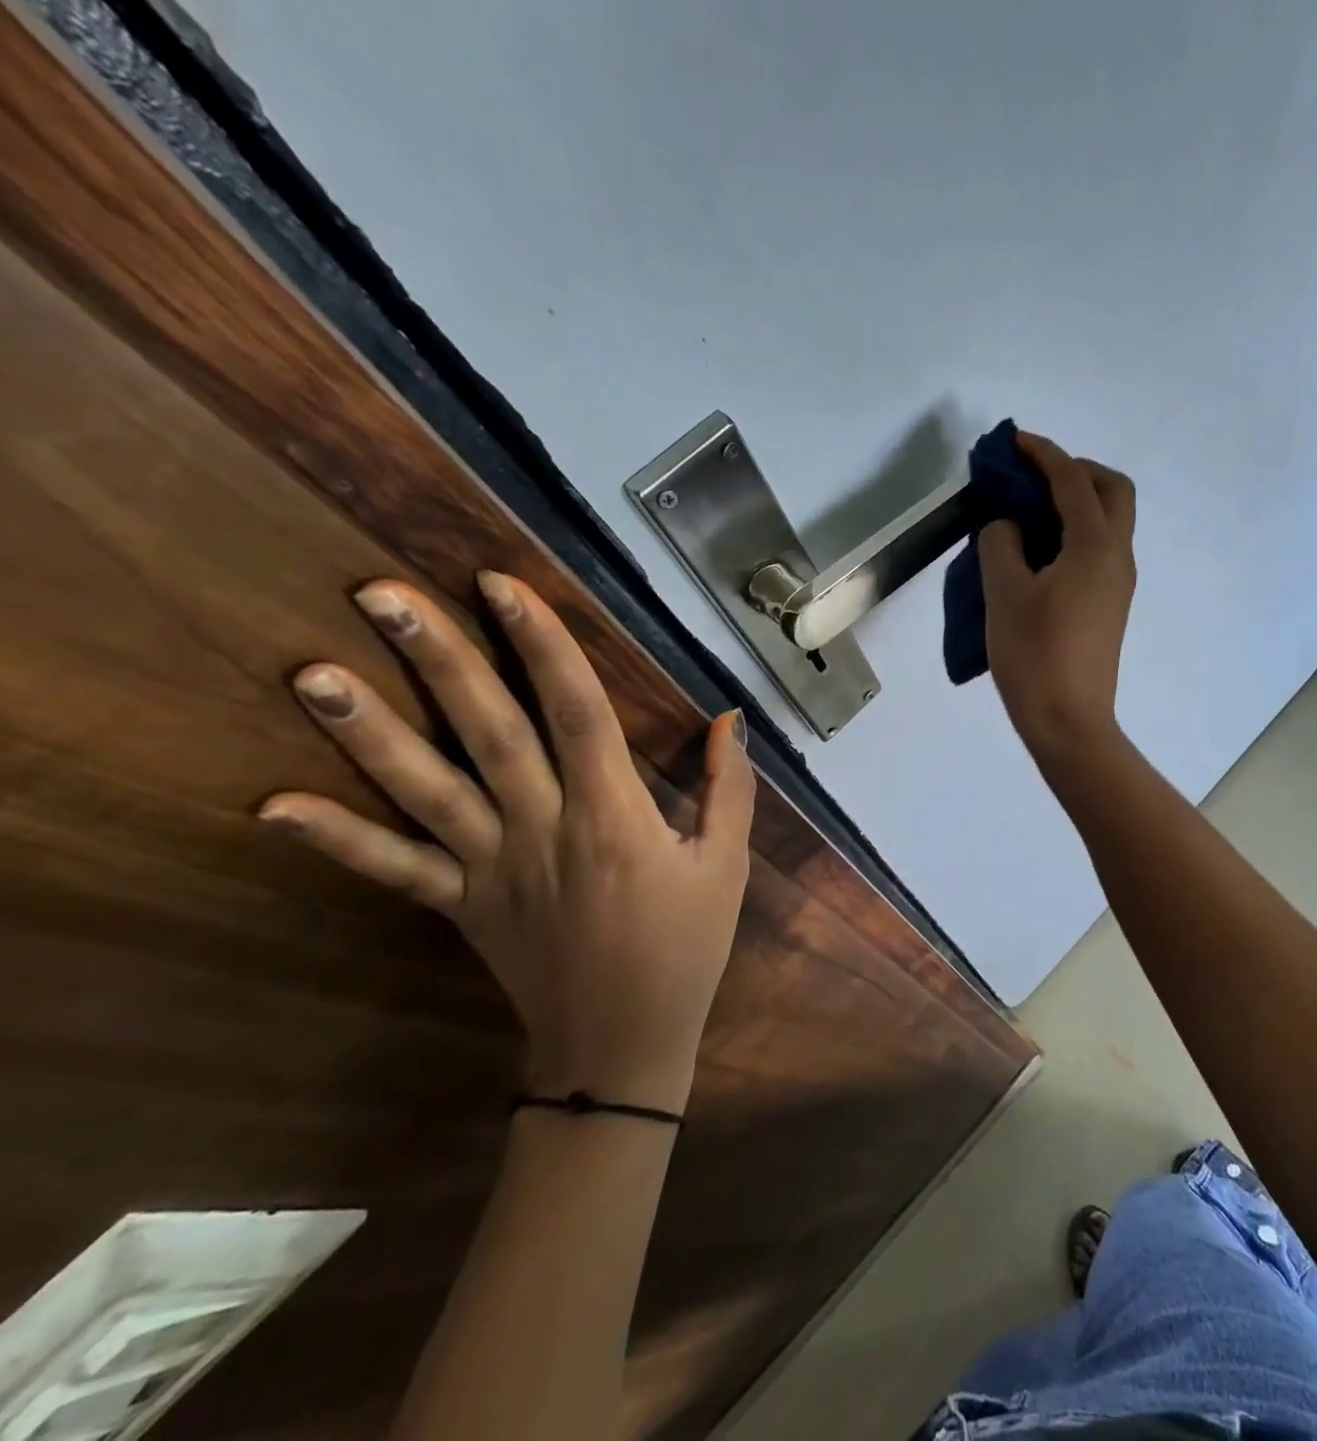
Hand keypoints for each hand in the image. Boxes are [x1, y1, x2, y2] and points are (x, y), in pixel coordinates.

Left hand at [259, 573, 754, 1112]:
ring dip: (368, 732)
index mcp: (615, 816)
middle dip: (440, 659)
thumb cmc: (685, 947)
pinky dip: (334, 840)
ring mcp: (491, 868)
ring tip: (311, 671)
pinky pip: (394, 869)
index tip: (503, 585)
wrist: (621, 1045)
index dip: (544, 646)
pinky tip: (271, 806)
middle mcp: (543, 829)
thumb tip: (729, 718)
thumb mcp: (726, 865)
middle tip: (380, 594)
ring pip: (427, 790)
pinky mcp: (460, 905)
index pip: (577, 714)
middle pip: (489, 732)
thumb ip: (728, 788)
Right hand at [980, 430, 1136, 759]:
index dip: (1044, 455)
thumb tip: (1010, 527)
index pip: (1073, 483)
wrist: (1068, 722)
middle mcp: (1117, 557)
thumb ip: (1002, 544)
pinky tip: (1039, 552)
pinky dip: (1075, 533)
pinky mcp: (1109, 606)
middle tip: (1035, 478)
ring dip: (1077, 502)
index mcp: (1095, 547)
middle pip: (1113, 491)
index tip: (1015, 442)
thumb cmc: (1034, 656)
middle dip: (1077, 471)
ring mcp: (1118, 584)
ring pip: (1110, 521)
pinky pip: (1099, 550)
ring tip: (1030, 513)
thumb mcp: (1004, 594)